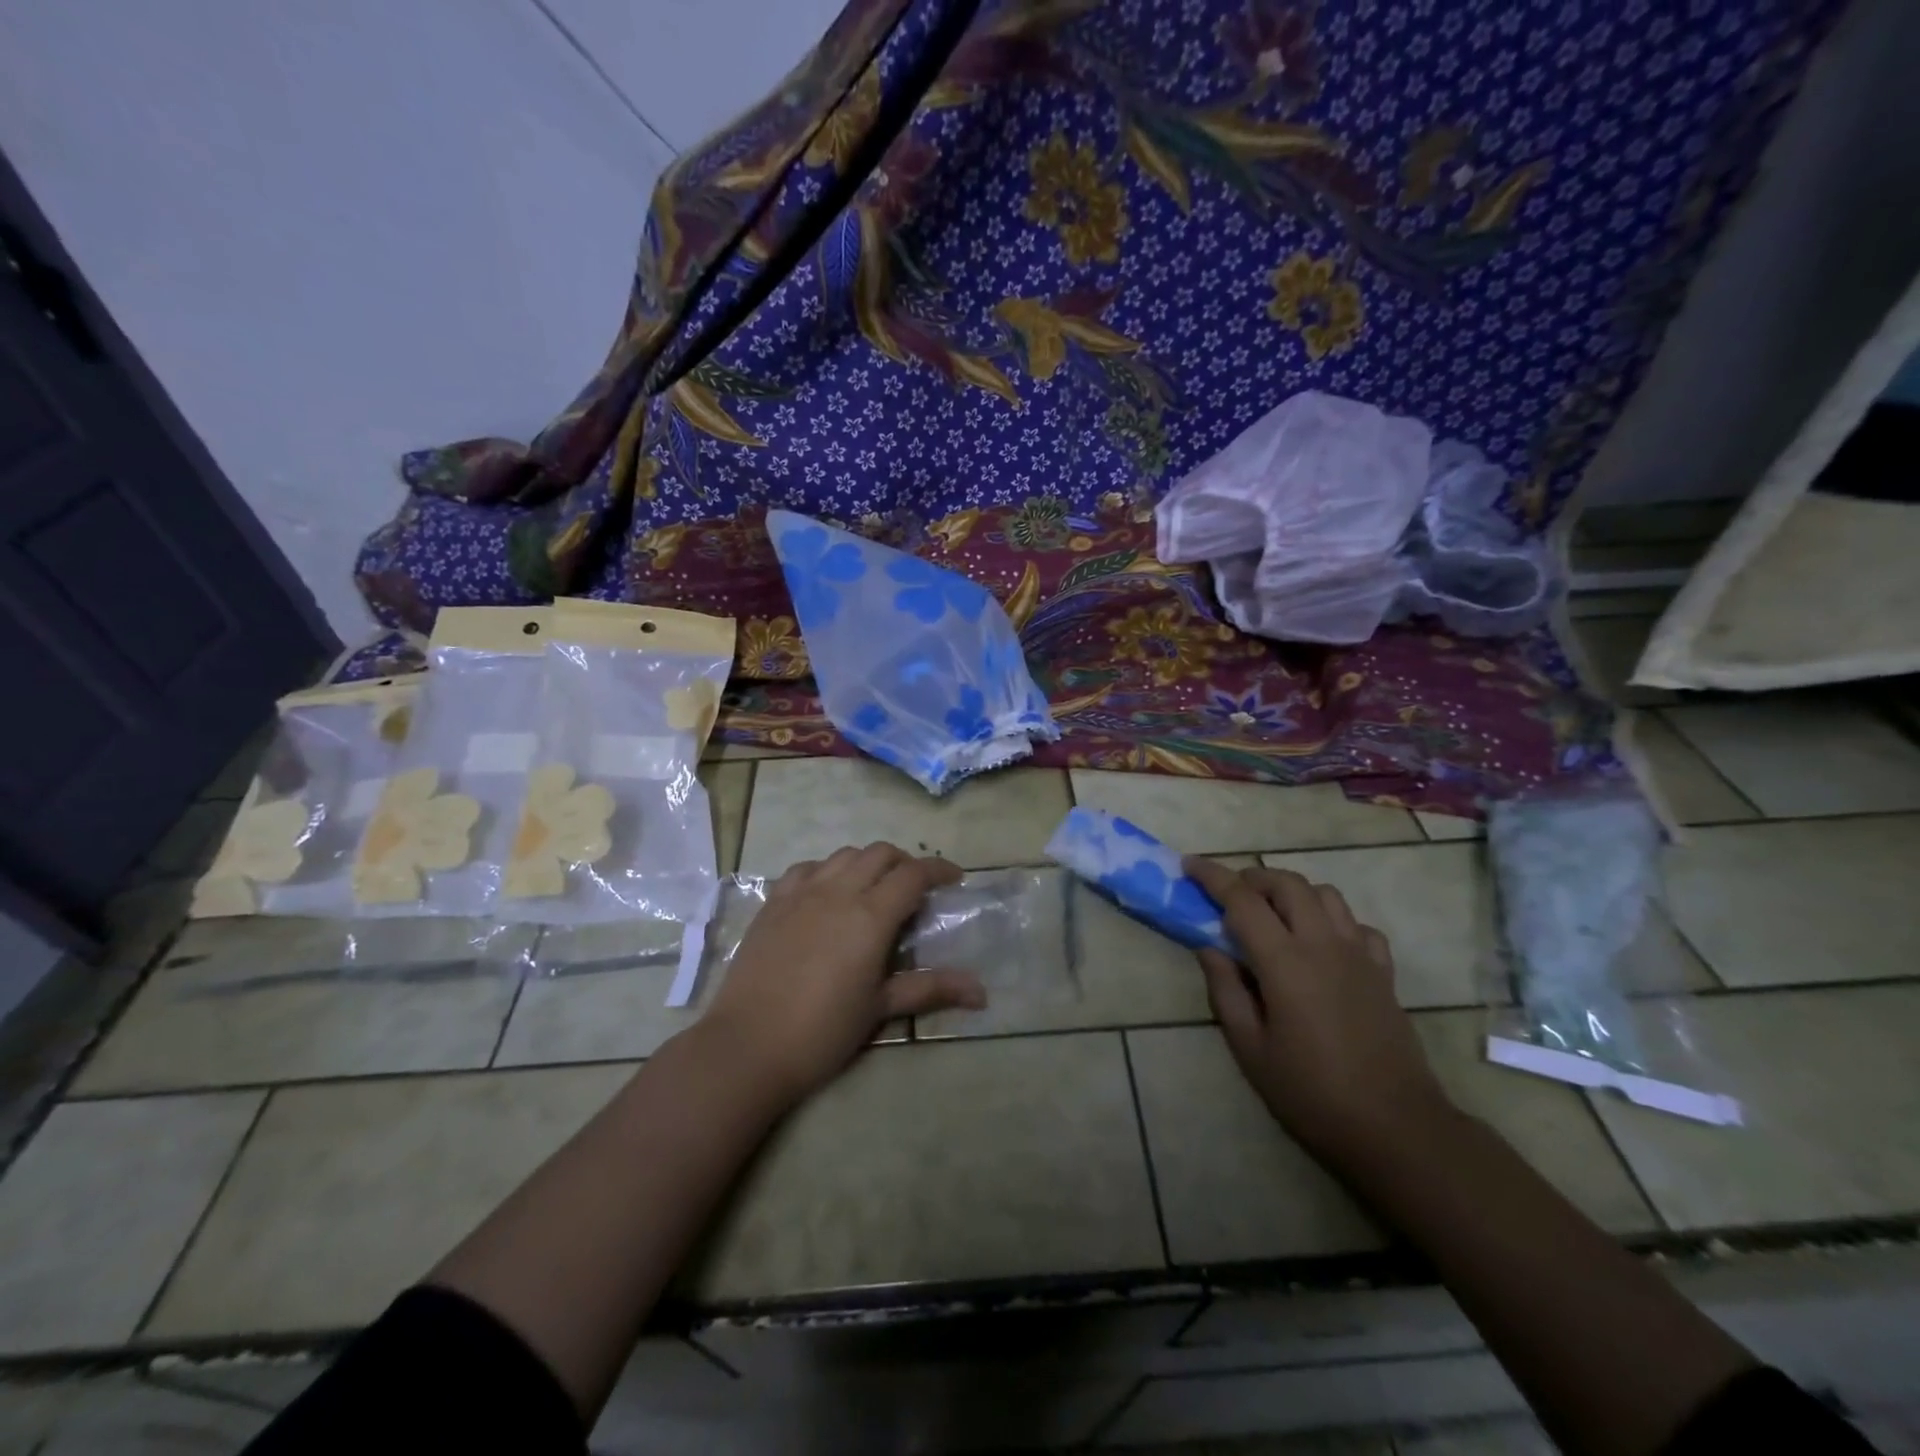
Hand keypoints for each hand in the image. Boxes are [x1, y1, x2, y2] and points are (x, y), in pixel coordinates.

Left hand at [701, 843, 986, 1104]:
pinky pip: (806, 868)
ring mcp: (801, 893)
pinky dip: (827, 870)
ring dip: (867, 863)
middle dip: (904, 862)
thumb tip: (982, 993)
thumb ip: (931, 989)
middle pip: (880, 853)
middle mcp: (838, 891)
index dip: (939, 869)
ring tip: (873, 889)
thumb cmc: (823, 1031)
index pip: (913, 874)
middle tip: (915, 889)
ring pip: (844, 855)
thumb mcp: (880, 1009)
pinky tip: (827, 893)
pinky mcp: (773, 902)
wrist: (748, 1045)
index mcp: (871, 915)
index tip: (954, 879)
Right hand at [1182, 858, 1451, 1161]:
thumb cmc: (1312, 1093)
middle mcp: (1324, 945)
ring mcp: (1359, 956)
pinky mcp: (1383, 973)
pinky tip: (1321, 944)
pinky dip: (1333, 920)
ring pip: (1326, 895)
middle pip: (1288, 883)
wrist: (1397, 1129)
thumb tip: (1209, 948)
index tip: (1189, 865)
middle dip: (1253, 878)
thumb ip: (1226, 991)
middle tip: (1229, 895)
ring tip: (1273, 916)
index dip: (1212, 876)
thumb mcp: (1251, 1049)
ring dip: (1293, 892)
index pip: (1242, 900)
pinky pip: (1357, 925)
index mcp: (1285, 962)